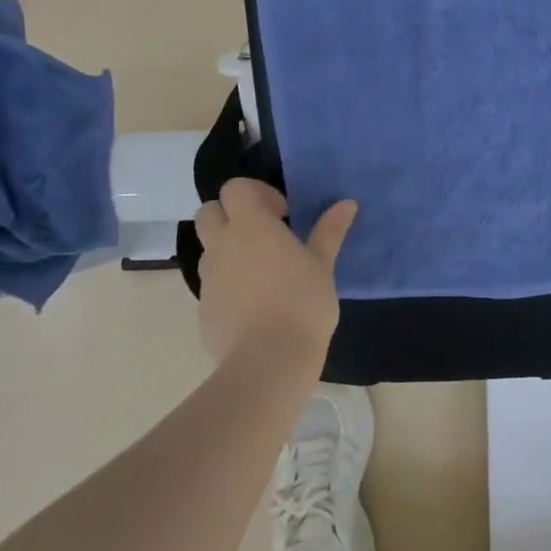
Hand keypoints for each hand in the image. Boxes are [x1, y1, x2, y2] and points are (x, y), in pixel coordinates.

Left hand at [193, 179, 356, 368]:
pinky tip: (255, 301)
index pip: (234, 188)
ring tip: (262, 269)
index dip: (256, 193)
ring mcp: (208, 278)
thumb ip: (330, 231)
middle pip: (209, 212)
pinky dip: (228, 281)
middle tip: (264, 233)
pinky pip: (212, 282)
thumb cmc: (301, 303)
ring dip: (228, 247)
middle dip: (231, 214)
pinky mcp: (203, 308)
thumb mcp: (323, 264)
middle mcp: (222, 245)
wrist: (268, 362)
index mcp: (250, 225)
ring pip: (208, 248)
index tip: (282, 212)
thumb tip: (347, 203)